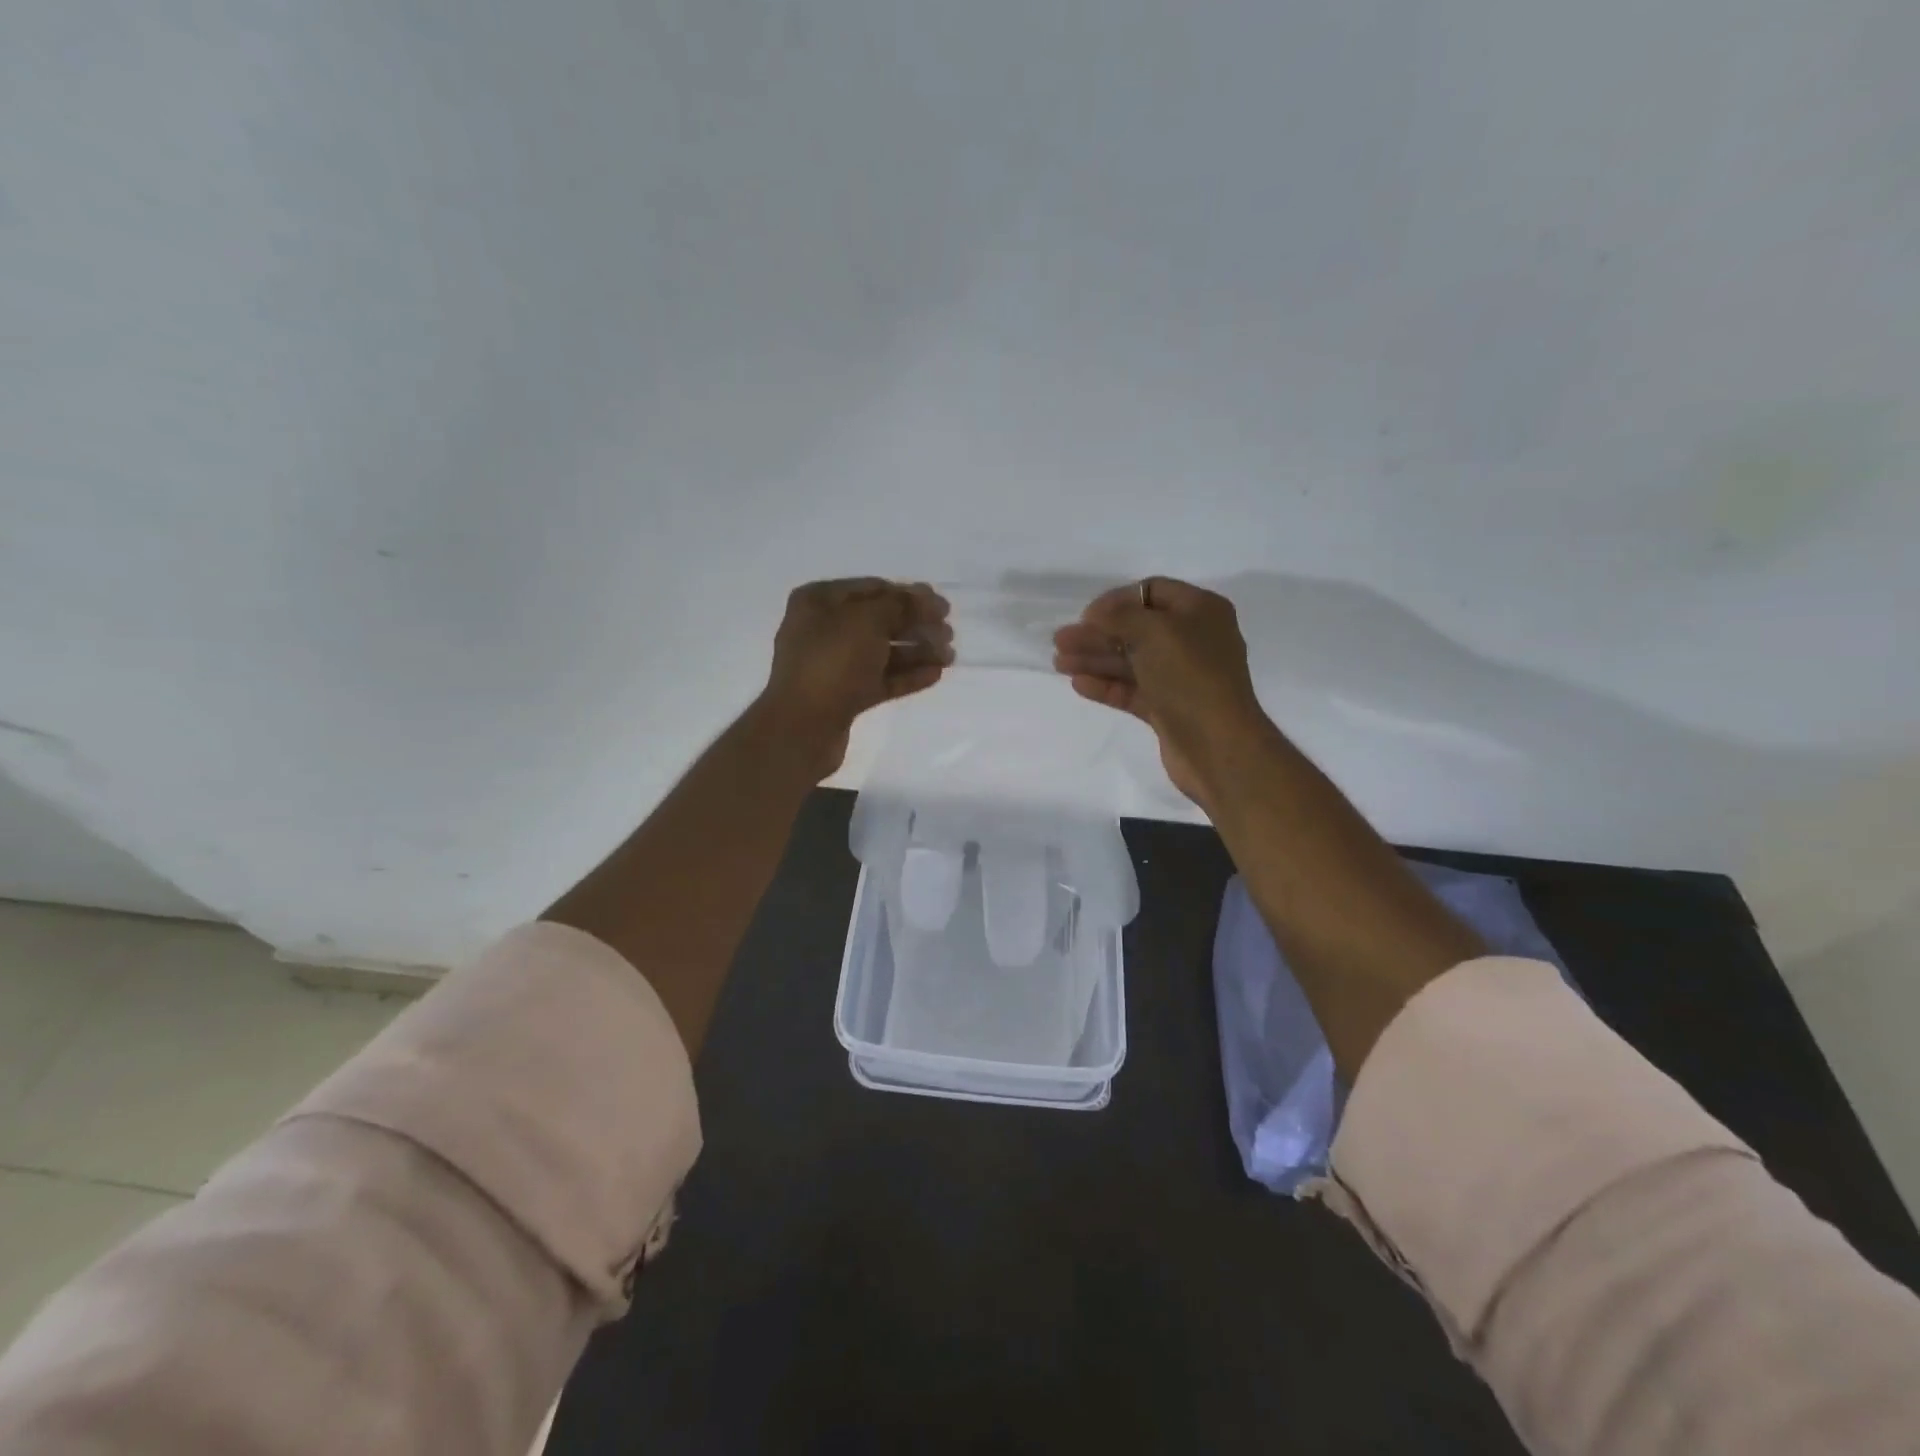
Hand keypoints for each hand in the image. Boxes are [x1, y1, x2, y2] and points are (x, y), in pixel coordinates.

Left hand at [758, 578, 952, 778]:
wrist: (803, 727)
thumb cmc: (832, 662)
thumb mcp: (867, 621)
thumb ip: (900, 605)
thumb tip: (926, 599)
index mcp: (819, 601)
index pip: (873, 589)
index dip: (909, 595)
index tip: (942, 605)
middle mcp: (824, 629)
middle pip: (880, 621)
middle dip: (916, 625)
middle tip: (949, 632)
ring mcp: (833, 665)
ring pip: (883, 652)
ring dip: (917, 651)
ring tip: (948, 656)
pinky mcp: (844, 696)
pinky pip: (881, 679)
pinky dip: (907, 675)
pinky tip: (935, 674)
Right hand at [1052, 577, 1271, 810]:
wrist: (1217, 746)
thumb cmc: (1190, 677)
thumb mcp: (1154, 632)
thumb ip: (1120, 616)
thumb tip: (1096, 615)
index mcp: (1201, 611)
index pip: (1153, 592)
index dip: (1117, 600)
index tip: (1085, 616)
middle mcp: (1193, 640)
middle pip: (1137, 629)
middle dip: (1097, 634)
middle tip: (1060, 641)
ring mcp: (1181, 677)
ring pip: (1131, 661)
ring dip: (1095, 659)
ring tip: (1060, 663)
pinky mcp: (1169, 709)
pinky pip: (1132, 690)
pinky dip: (1106, 685)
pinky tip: (1079, 684)